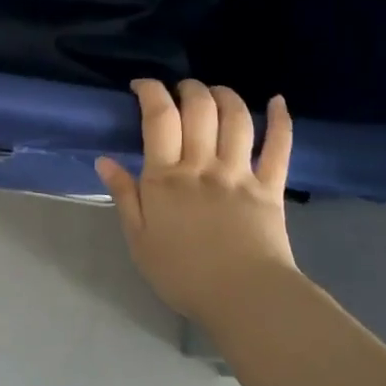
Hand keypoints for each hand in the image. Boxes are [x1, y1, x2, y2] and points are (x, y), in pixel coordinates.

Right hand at [97, 80, 295, 321]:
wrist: (245, 301)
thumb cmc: (183, 274)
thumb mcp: (139, 240)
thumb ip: (124, 196)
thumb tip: (104, 160)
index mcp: (167, 177)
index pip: (158, 117)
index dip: (150, 91)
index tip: (141, 85)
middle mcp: (203, 165)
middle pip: (199, 109)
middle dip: (188, 88)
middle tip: (180, 89)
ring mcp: (240, 174)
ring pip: (236, 120)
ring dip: (226, 96)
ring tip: (216, 91)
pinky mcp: (271, 188)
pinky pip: (279, 148)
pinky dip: (280, 121)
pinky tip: (278, 102)